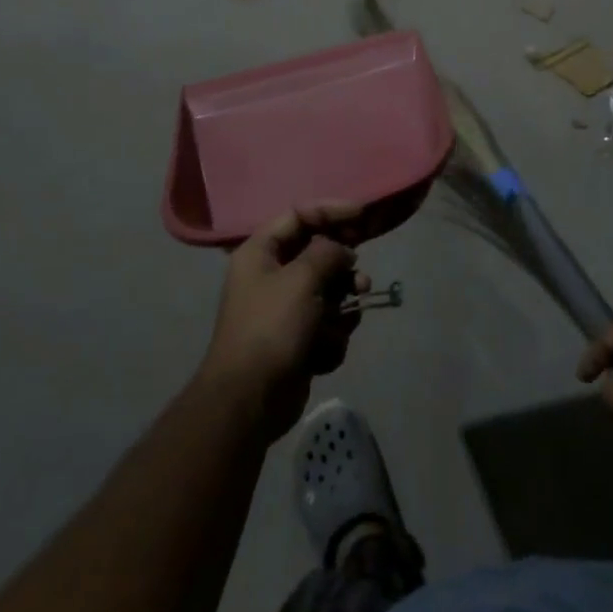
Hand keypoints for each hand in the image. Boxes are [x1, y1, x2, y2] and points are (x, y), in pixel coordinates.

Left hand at [197, 204, 369, 438]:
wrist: (249, 401)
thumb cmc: (271, 328)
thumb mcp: (302, 279)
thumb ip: (327, 252)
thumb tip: (342, 251)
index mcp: (260, 252)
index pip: (299, 215)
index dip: (331, 210)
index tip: (363, 215)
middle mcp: (270, 276)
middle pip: (317, 255)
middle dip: (342, 269)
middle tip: (360, 280)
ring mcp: (283, 310)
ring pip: (327, 292)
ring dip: (342, 306)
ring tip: (347, 318)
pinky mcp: (296, 340)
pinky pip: (326, 324)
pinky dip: (331, 336)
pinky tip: (323, 352)